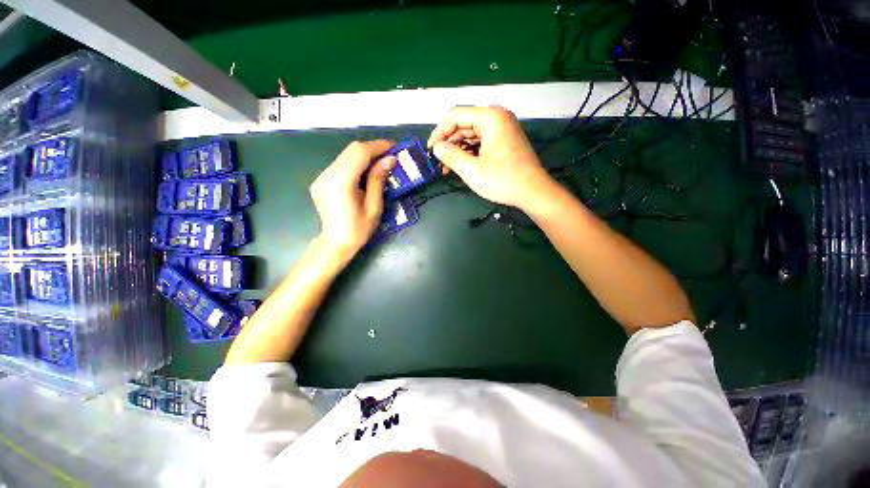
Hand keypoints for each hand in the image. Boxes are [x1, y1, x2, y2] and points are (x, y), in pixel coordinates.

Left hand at [309, 140, 396, 263]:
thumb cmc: (358, 230)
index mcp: (341, 182)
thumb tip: (390, 159)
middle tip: (391, 154)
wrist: (335, 243)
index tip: (395, 147)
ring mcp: (322, 176)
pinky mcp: (322, 180)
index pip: (359, 152)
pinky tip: (367, 171)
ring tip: (382, 161)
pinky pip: (341, 164)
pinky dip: (356, 162)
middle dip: (373, 148)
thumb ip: (379, 180)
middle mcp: (327, 174)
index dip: (378, 146)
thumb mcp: (374, 206)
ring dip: (365, 155)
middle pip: (351, 150)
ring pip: (346, 155)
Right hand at [428, 106, 554, 210]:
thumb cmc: (503, 180)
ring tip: (448, 168)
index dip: (439, 132)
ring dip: (458, 150)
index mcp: (490, 117)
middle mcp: (497, 118)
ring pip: (472, 135)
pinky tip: (462, 166)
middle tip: (439, 162)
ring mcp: (503, 129)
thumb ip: (451, 156)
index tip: (431, 149)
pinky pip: (481, 142)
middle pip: (464, 124)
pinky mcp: (505, 141)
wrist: (533, 192)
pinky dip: (470, 153)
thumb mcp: (472, 170)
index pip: (456, 116)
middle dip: (449, 143)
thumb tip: (437, 148)